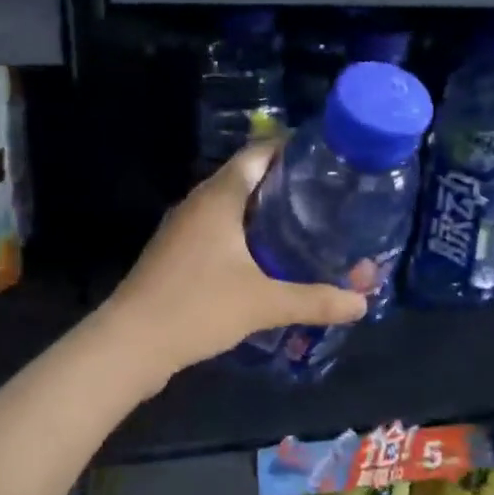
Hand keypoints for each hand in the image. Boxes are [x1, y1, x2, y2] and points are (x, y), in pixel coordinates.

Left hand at [104, 142, 367, 383]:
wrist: (131, 343)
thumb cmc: (197, 307)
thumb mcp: (264, 303)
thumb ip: (315, 300)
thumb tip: (362, 303)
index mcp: (218, 197)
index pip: (259, 154)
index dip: (292, 151)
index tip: (327, 161)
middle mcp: (198, 204)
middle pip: (248, 180)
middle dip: (286, 187)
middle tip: (327, 199)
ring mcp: (183, 230)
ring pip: (232, 210)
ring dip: (265, 216)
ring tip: (305, 228)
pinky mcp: (177, 256)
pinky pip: (219, 234)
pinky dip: (246, 239)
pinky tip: (268, 262)